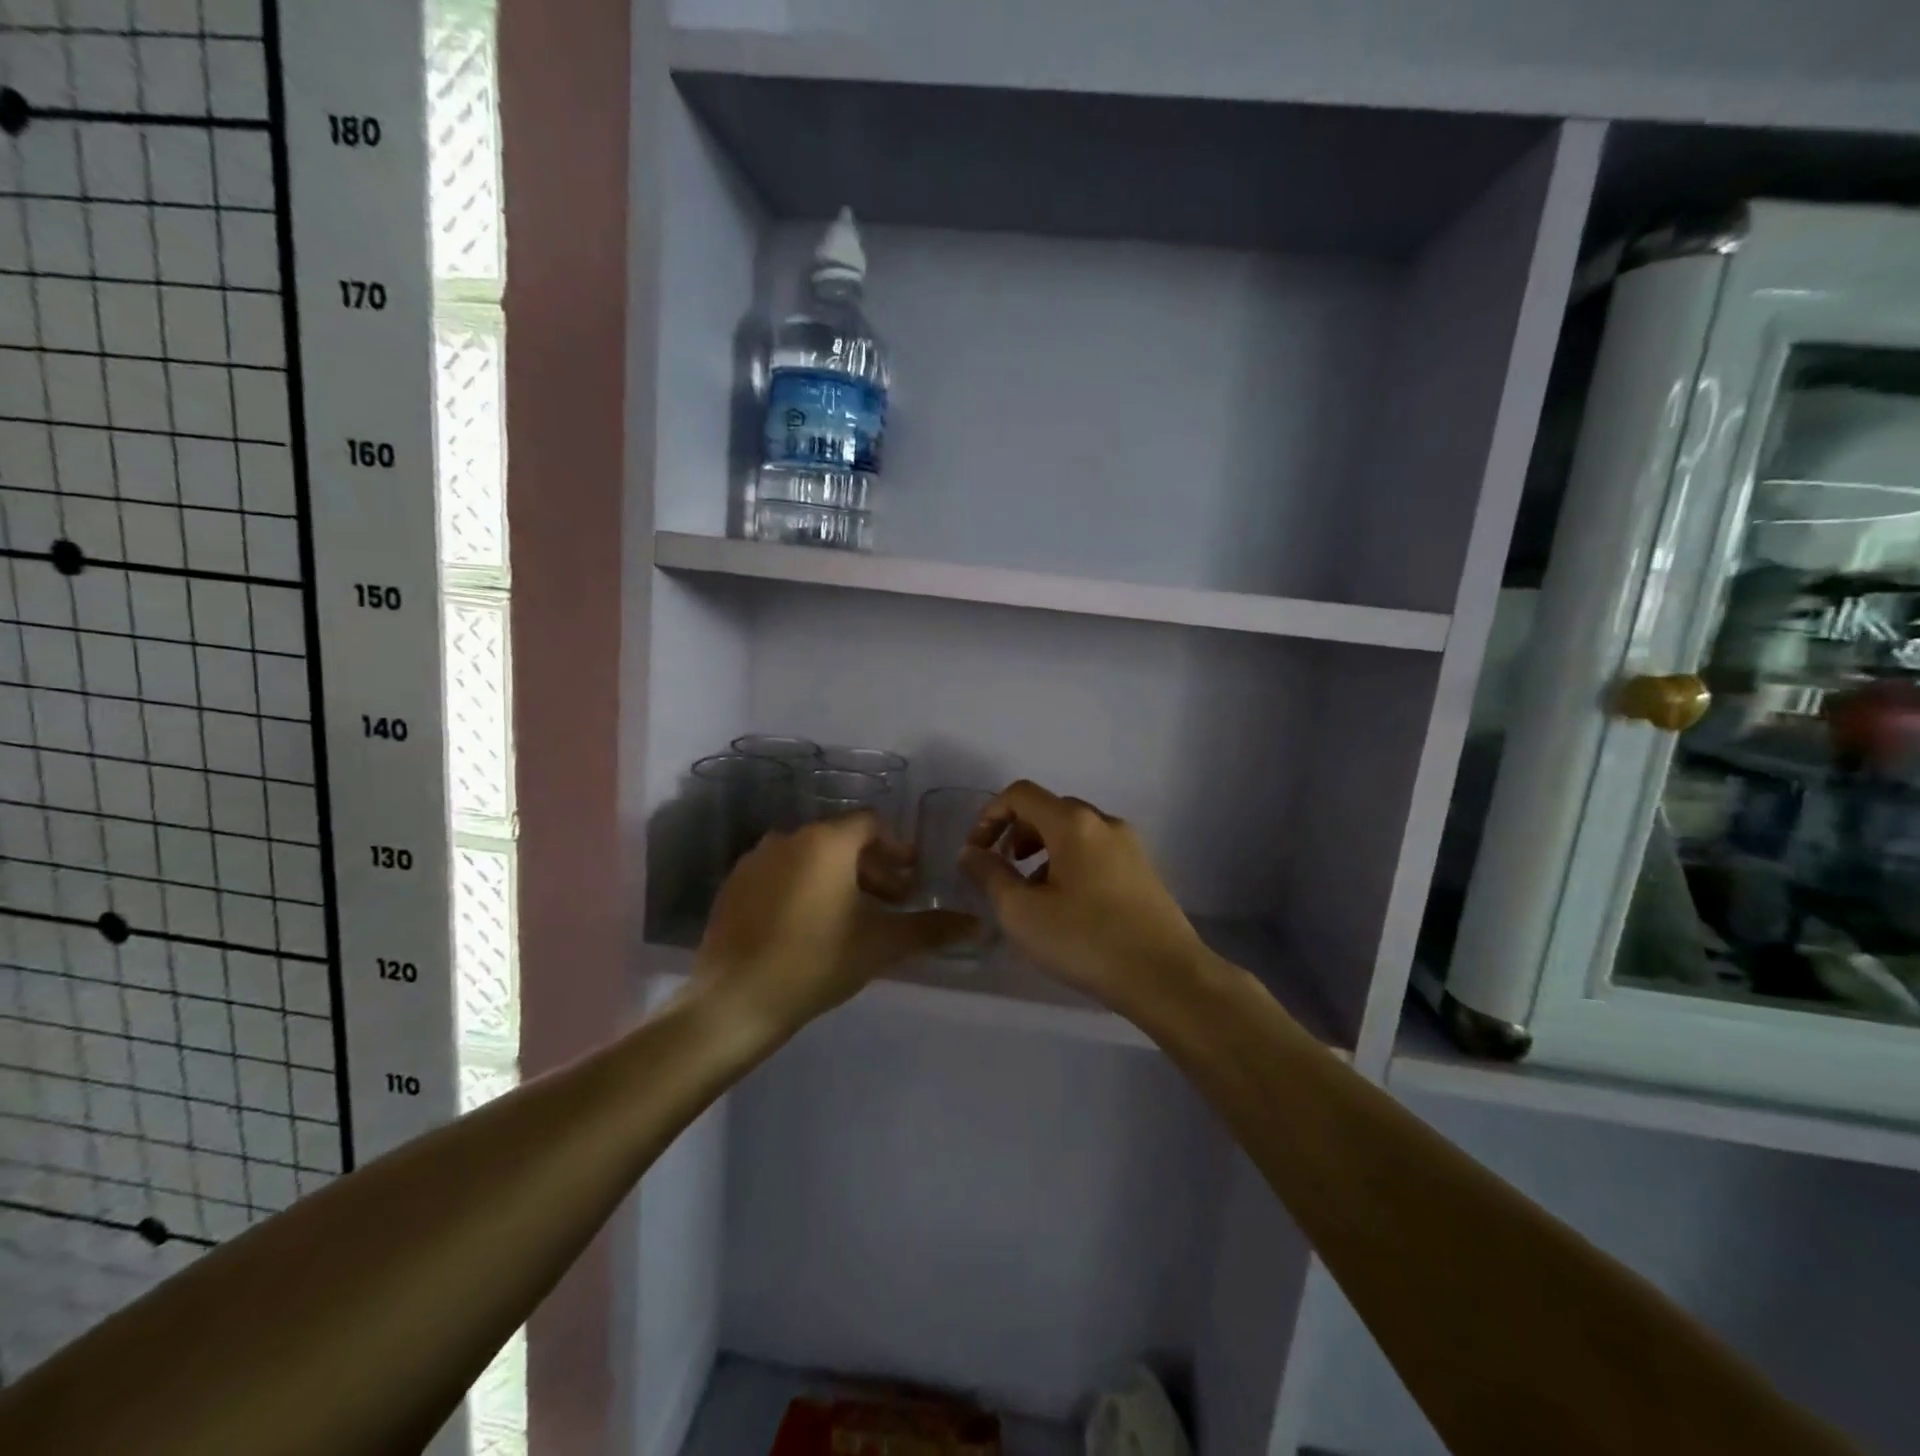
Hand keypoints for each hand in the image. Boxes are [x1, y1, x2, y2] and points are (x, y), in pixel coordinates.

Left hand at [695, 811, 977, 1033]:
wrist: (735, 1001)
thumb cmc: (817, 962)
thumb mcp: (882, 944)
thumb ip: (931, 928)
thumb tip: (977, 925)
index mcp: (827, 842)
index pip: (872, 824)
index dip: (897, 848)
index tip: (911, 879)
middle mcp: (790, 837)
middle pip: (842, 841)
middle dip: (872, 868)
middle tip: (890, 903)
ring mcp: (756, 860)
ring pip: (810, 857)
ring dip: (838, 878)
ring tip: (852, 917)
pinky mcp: (734, 885)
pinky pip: (780, 874)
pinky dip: (803, 887)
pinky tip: (810, 926)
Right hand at [961, 780, 1207, 1014]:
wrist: (1167, 978)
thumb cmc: (1086, 940)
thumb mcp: (1022, 912)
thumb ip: (990, 875)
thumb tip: (971, 852)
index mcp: (1074, 823)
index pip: (1021, 794)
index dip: (989, 815)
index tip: (976, 852)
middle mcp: (1105, 823)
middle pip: (1049, 810)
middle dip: (1016, 833)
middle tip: (1002, 870)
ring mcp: (1130, 846)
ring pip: (1075, 833)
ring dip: (1043, 851)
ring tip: (1031, 893)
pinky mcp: (1144, 872)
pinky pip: (1096, 853)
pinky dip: (1070, 864)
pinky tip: (1067, 907)